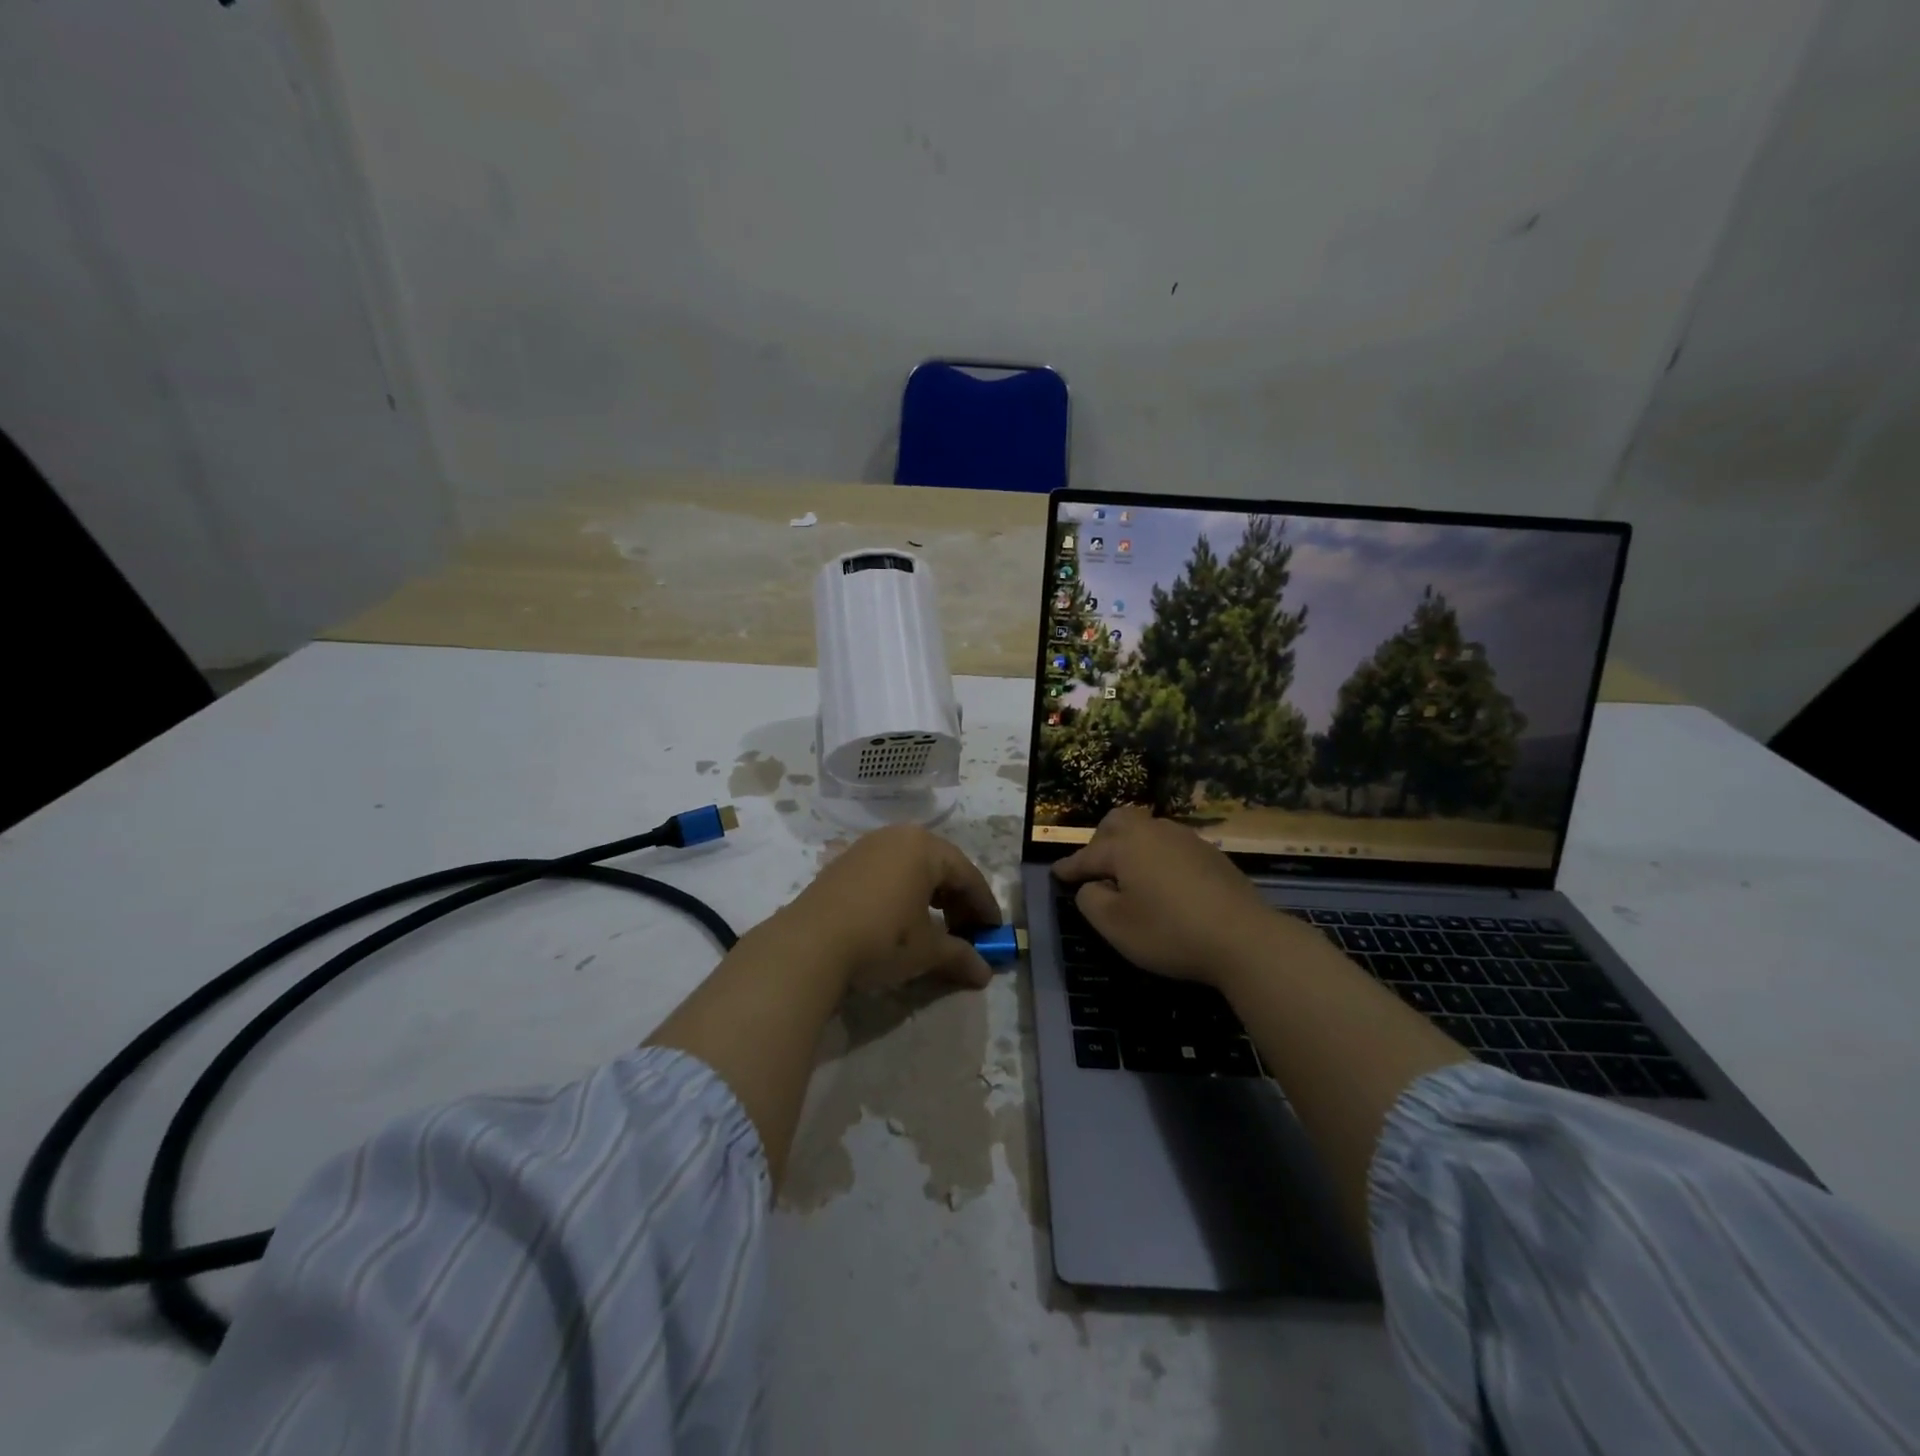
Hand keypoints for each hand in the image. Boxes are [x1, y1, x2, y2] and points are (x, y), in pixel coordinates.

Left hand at [783, 825, 1001, 992]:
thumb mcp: (927, 950)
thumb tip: (985, 973)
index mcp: (925, 848)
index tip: (995, 933)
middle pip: (941, 867)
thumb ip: (960, 956)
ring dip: (931, 898)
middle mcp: (898, 837)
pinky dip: (903, 894)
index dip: (984, 907)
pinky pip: (887, 873)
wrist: (809, 945)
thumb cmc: (881, 938)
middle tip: (968, 934)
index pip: (968, 875)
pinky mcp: (843, 864)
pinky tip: (903, 921)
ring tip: (937, 929)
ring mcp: (867, 847)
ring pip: (912, 869)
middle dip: (958, 902)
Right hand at [1052, 807, 1303, 984]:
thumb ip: (1090, 900)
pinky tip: (1163, 879)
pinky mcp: (1211, 853)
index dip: (1069, 867)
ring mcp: (1186, 839)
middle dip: (1100, 841)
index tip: (1055, 874)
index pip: (1087, 855)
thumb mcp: (1115, 926)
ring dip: (1131, 845)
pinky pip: (1171, 844)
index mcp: (1125, 845)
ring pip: (1147, 829)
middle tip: (1095, 868)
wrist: (1244, 938)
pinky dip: (1157, 855)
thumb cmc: (1169, 932)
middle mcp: (1153, 831)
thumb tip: (1092, 885)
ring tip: (1129, 873)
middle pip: (1118, 822)